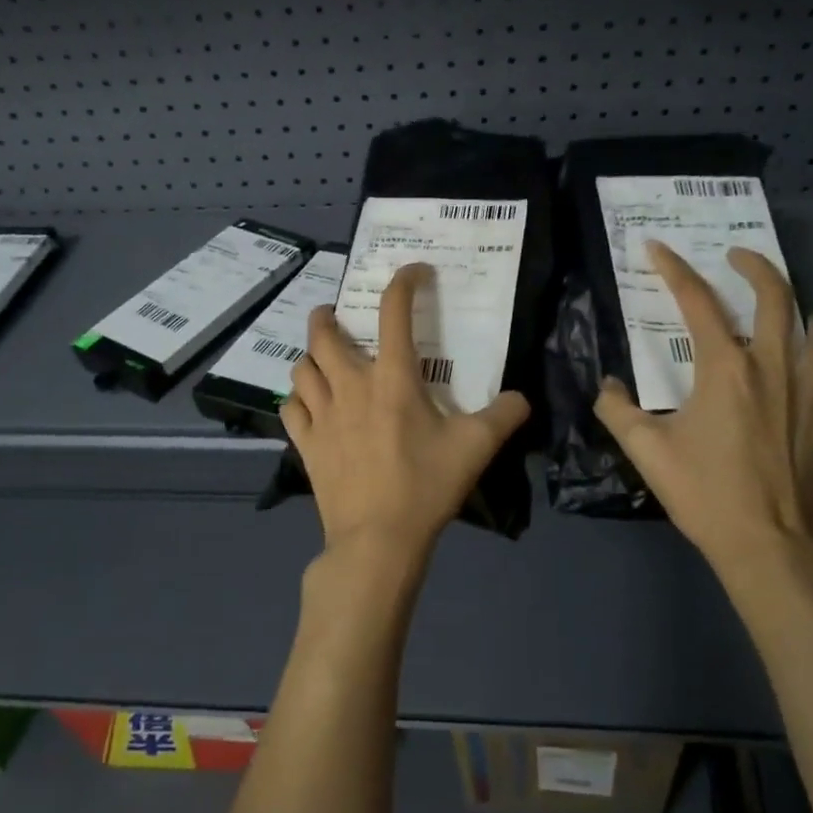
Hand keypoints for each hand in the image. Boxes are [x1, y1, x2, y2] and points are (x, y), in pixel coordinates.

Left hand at [283, 264, 530, 566]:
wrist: (378, 539)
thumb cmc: (426, 487)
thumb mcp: (476, 448)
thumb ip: (503, 416)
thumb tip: (522, 398)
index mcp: (393, 379)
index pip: (394, 311)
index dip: (404, 281)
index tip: (414, 273)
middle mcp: (351, 386)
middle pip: (323, 333)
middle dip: (327, 315)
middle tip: (336, 316)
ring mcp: (322, 415)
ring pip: (301, 368)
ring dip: (310, 356)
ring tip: (322, 360)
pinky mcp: (306, 444)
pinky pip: (290, 408)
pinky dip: (298, 398)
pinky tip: (309, 404)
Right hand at [594, 242, 812, 581]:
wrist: (763, 541)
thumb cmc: (702, 491)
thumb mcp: (645, 450)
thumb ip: (617, 410)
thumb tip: (610, 386)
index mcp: (725, 368)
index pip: (697, 301)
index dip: (674, 269)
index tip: (656, 247)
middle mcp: (772, 368)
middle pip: (775, 299)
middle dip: (756, 267)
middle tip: (739, 256)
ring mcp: (808, 395)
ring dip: (805, 317)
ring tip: (792, 315)